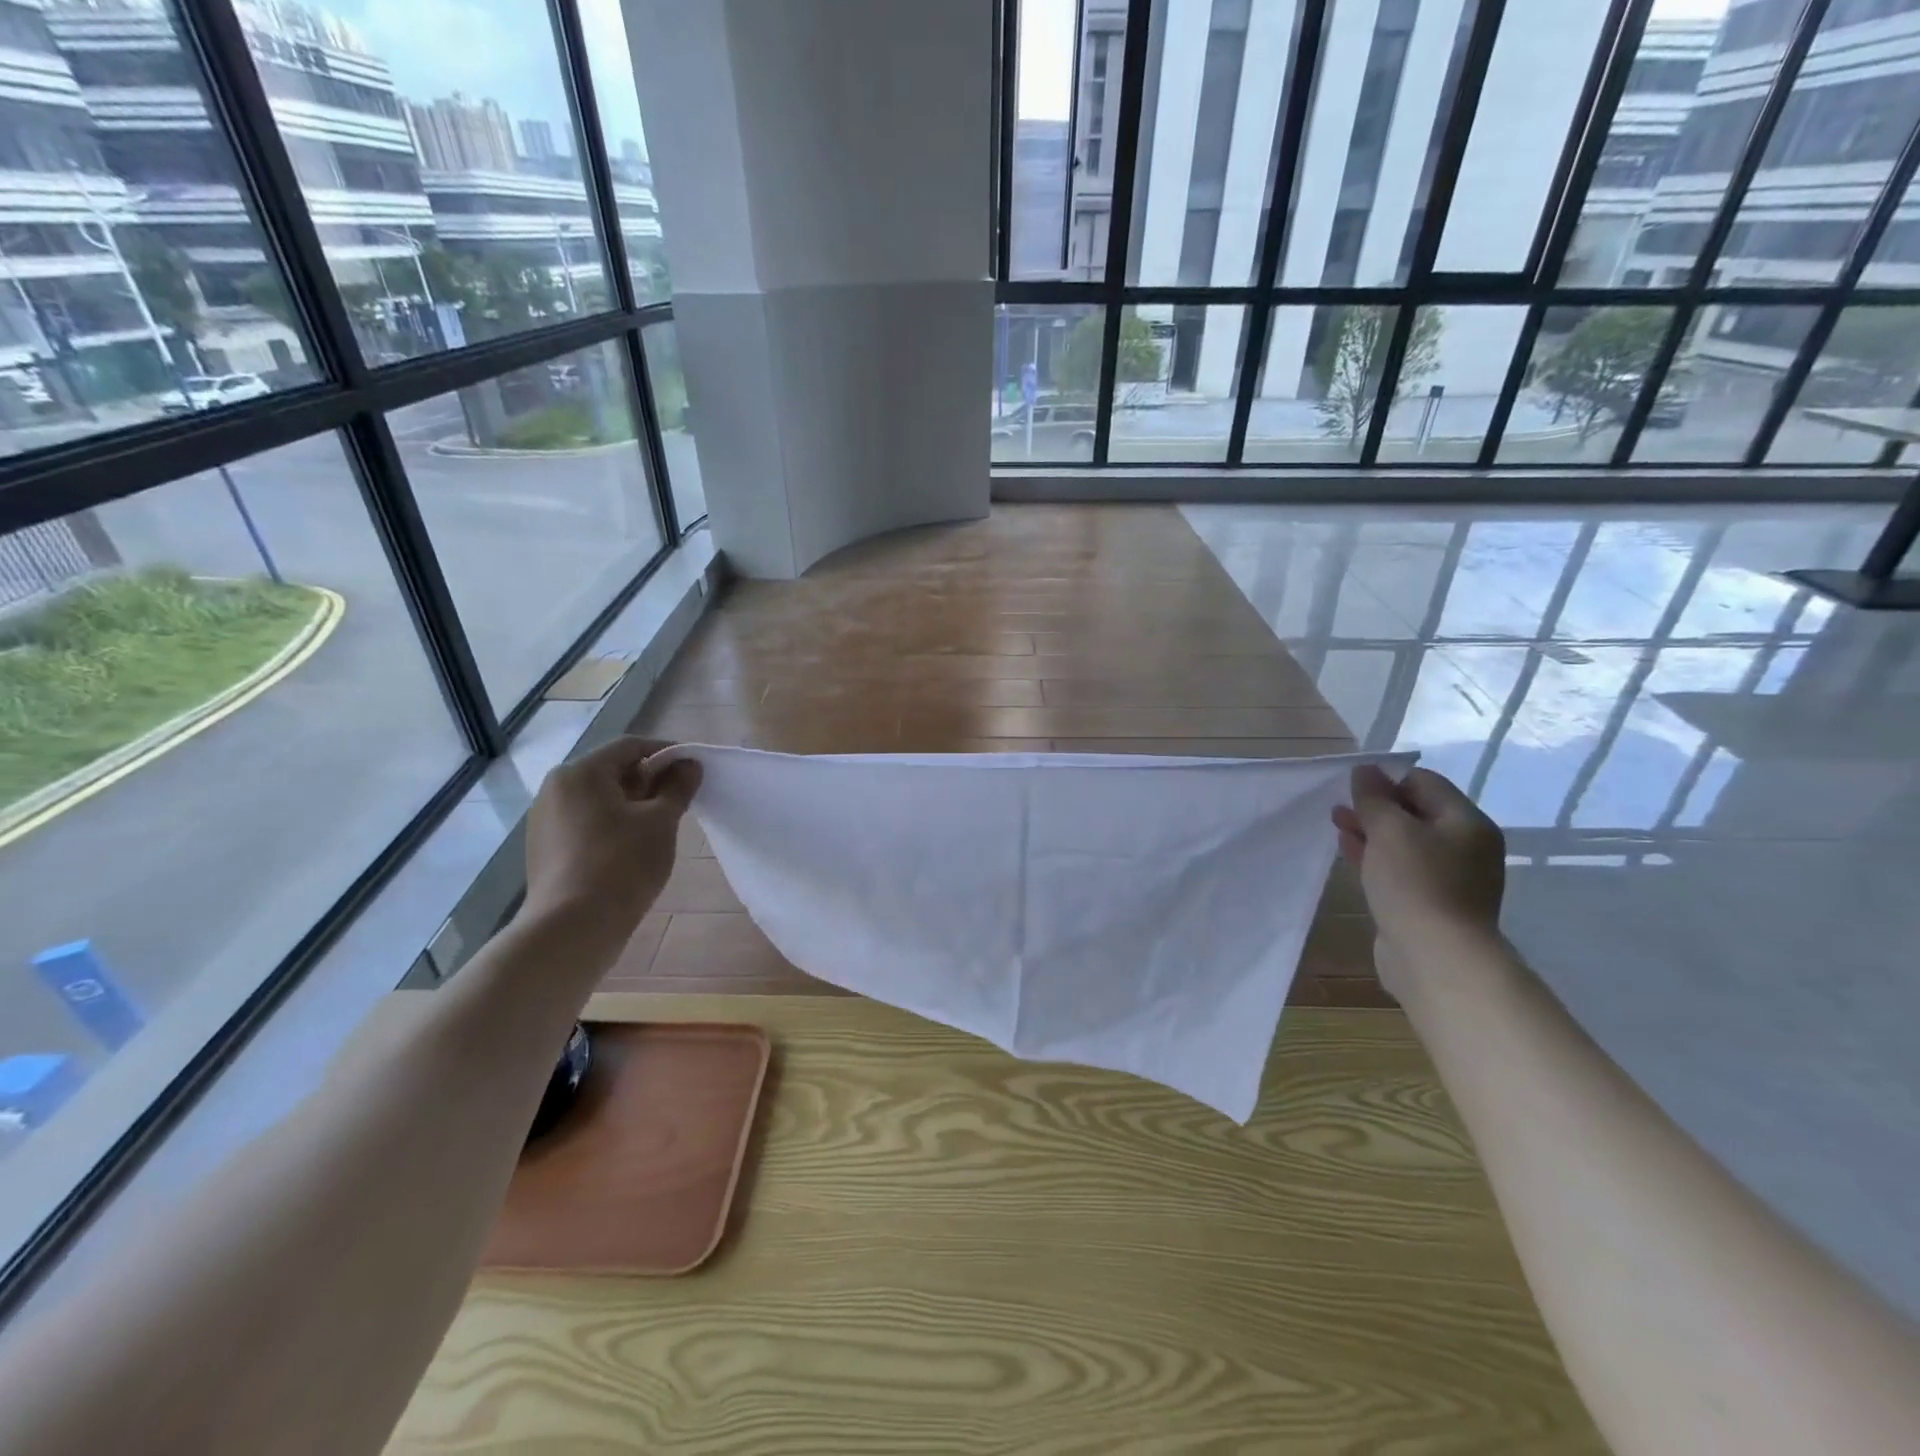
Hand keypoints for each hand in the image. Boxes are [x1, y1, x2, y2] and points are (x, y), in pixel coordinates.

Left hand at [522, 737, 701, 962]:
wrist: (573, 928)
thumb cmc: (622, 864)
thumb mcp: (660, 821)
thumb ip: (678, 787)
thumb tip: (690, 765)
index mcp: (580, 773)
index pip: (631, 747)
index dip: (667, 753)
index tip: (695, 769)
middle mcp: (556, 789)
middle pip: (612, 772)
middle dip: (650, 781)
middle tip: (682, 801)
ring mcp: (545, 821)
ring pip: (599, 800)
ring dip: (633, 806)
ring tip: (661, 827)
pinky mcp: (545, 849)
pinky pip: (586, 824)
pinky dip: (613, 826)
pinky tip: (633, 850)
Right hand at [1331, 766, 1504, 994]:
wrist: (1435, 957)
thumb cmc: (1416, 883)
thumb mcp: (1390, 830)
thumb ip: (1374, 798)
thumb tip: (1365, 770)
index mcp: (1466, 822)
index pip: (1424, 782)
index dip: (1386, 779)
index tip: (1351, 786)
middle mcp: (1464, 847)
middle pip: (1415, 812)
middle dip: (1375, 806)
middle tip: (1339, 806)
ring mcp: (1448, 877)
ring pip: (1404, 842)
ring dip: (1371, 831)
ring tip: (1337, 825)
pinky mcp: (1428, 902)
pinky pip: (1400, 868)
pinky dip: (1375, 856)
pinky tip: (1350, 852)